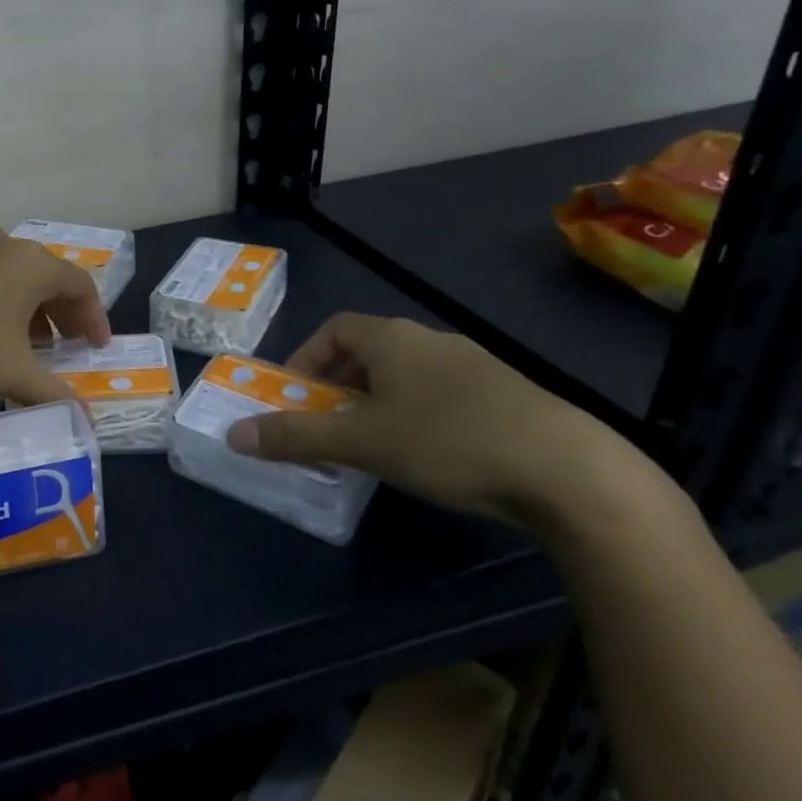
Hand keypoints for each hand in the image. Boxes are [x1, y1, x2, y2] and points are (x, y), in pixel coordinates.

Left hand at [0, 228, 111, 405]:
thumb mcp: (12, 374)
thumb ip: (55, 395)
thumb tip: (88, 422)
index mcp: (31, 263)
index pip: (80, 284)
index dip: (95, 318)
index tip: (98, 349)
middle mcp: (3, 246)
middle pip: (49, 277)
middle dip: (64, 314)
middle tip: (70, 347)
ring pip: (15, 278)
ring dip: (32, 310)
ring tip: (31, 346)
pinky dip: (1, 304)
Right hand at [224, 313, 649, 525]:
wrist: (568, 471)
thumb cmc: (448, 441)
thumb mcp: (361, 442)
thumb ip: (296, 436)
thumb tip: (233, 435)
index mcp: (393, 338)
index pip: (333, 329)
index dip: (305, 358)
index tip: (294, 397)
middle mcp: (430, 341)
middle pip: (367, 352)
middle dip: (337, 386)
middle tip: (327, 426)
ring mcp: (473, 366)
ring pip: (405, 376)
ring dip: (376, 403)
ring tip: (372, 446)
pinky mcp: (504, 396)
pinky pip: (440, 395)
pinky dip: (415, 416)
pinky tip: (427, 456)